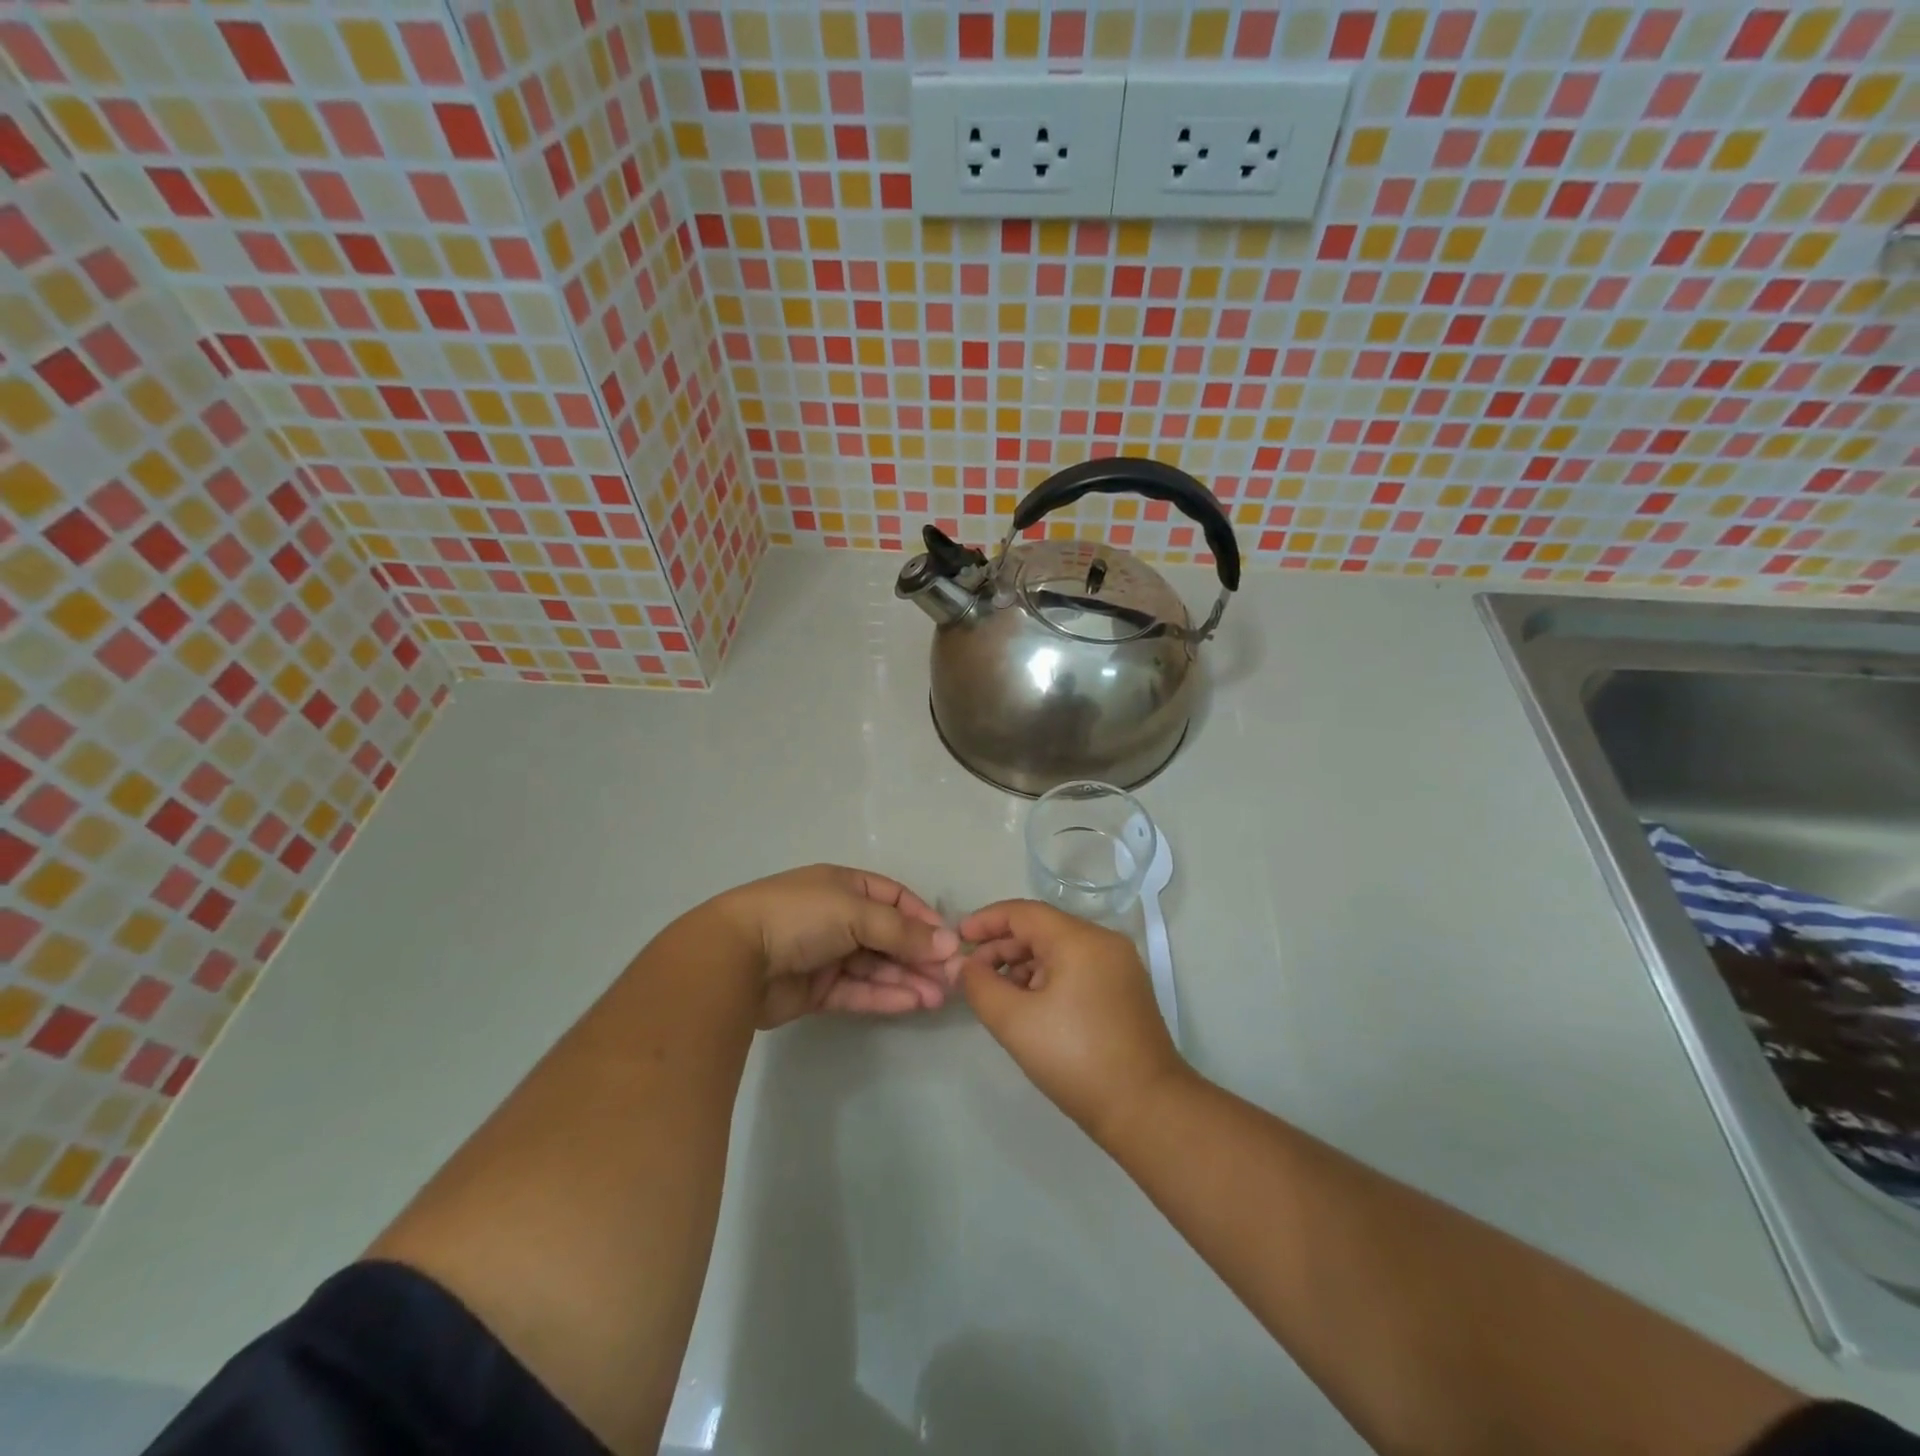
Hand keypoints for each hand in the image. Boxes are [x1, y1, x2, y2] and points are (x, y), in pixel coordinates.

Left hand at [710, 865, 959, 1026]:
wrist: (733, 958)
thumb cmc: (799, 917)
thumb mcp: (854, 912)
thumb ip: (902, 932)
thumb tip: (949, 943)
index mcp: (844, 886)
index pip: (895, 899)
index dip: (923, 919)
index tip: (950, 942)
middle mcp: (837, 917)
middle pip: (889, 936)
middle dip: (920, 955)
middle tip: (952, 979)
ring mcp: (827, 954)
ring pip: (877, 967)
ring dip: (908, 979)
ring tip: (939, 997)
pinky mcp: (817, 990)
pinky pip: (859, 991)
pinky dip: (886, 996)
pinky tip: (913, 1004)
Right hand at [957, 900, 1191, 1139]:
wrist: (1146, 1109)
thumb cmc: (1076, 1058)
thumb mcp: (1015, 1022)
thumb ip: (981, 986)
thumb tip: (964, 966)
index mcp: (1080, 939)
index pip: (1023, 912)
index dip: (986, 921)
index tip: (957, 938)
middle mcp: (1104, 941)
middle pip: (1042, 928)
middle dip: (1002, 947)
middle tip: (972, 975)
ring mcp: (1119, 965)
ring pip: (1059, 949)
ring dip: (1023, 965)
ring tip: (997, 995)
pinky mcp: (1125, 989)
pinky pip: (1077, 967)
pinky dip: (1048, 977)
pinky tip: (1030, 1005)